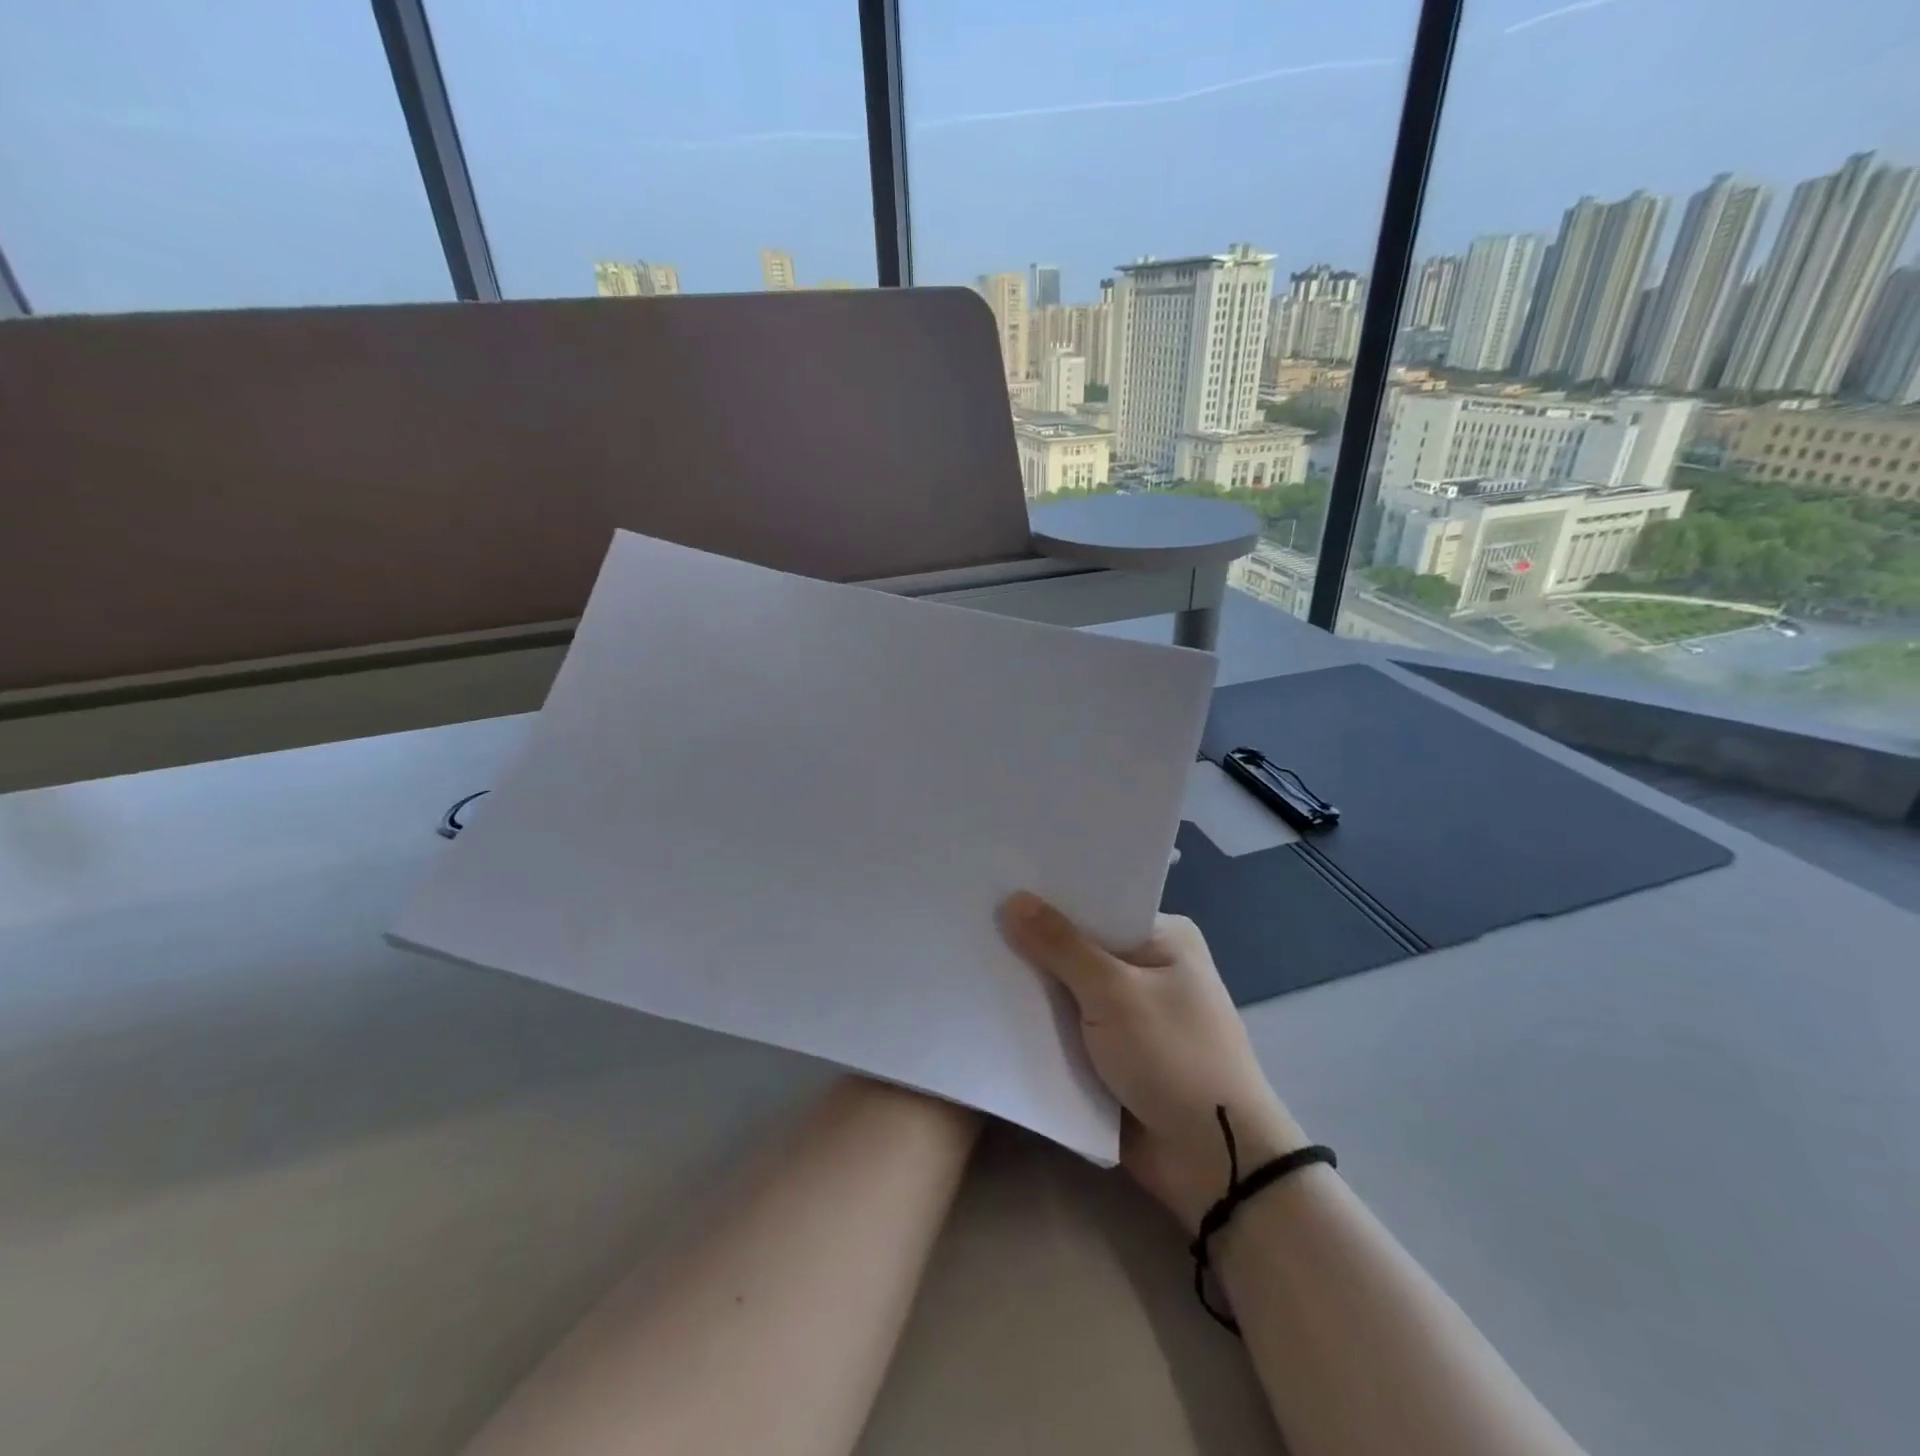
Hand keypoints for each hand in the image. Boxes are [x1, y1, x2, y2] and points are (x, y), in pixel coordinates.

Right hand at [1000, 892, 1306, 1232]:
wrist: (1214, 1162)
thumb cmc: (1174, 1057)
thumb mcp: (1114, 993)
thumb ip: (1060, 946)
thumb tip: (1013, 898)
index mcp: (1164, 938)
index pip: (1097, 904)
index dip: (1050, 897)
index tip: (999, 884)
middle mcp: (1148, 968)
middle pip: (1079, 946)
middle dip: (1033, 944)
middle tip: (971, 919)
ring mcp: (1129, 1015)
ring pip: (1068, 991)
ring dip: (1031, 988)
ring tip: (968, 957)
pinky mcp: (1112, 1056)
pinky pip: (1067, 1030)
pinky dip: (1039, 1025)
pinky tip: (988, 1007)